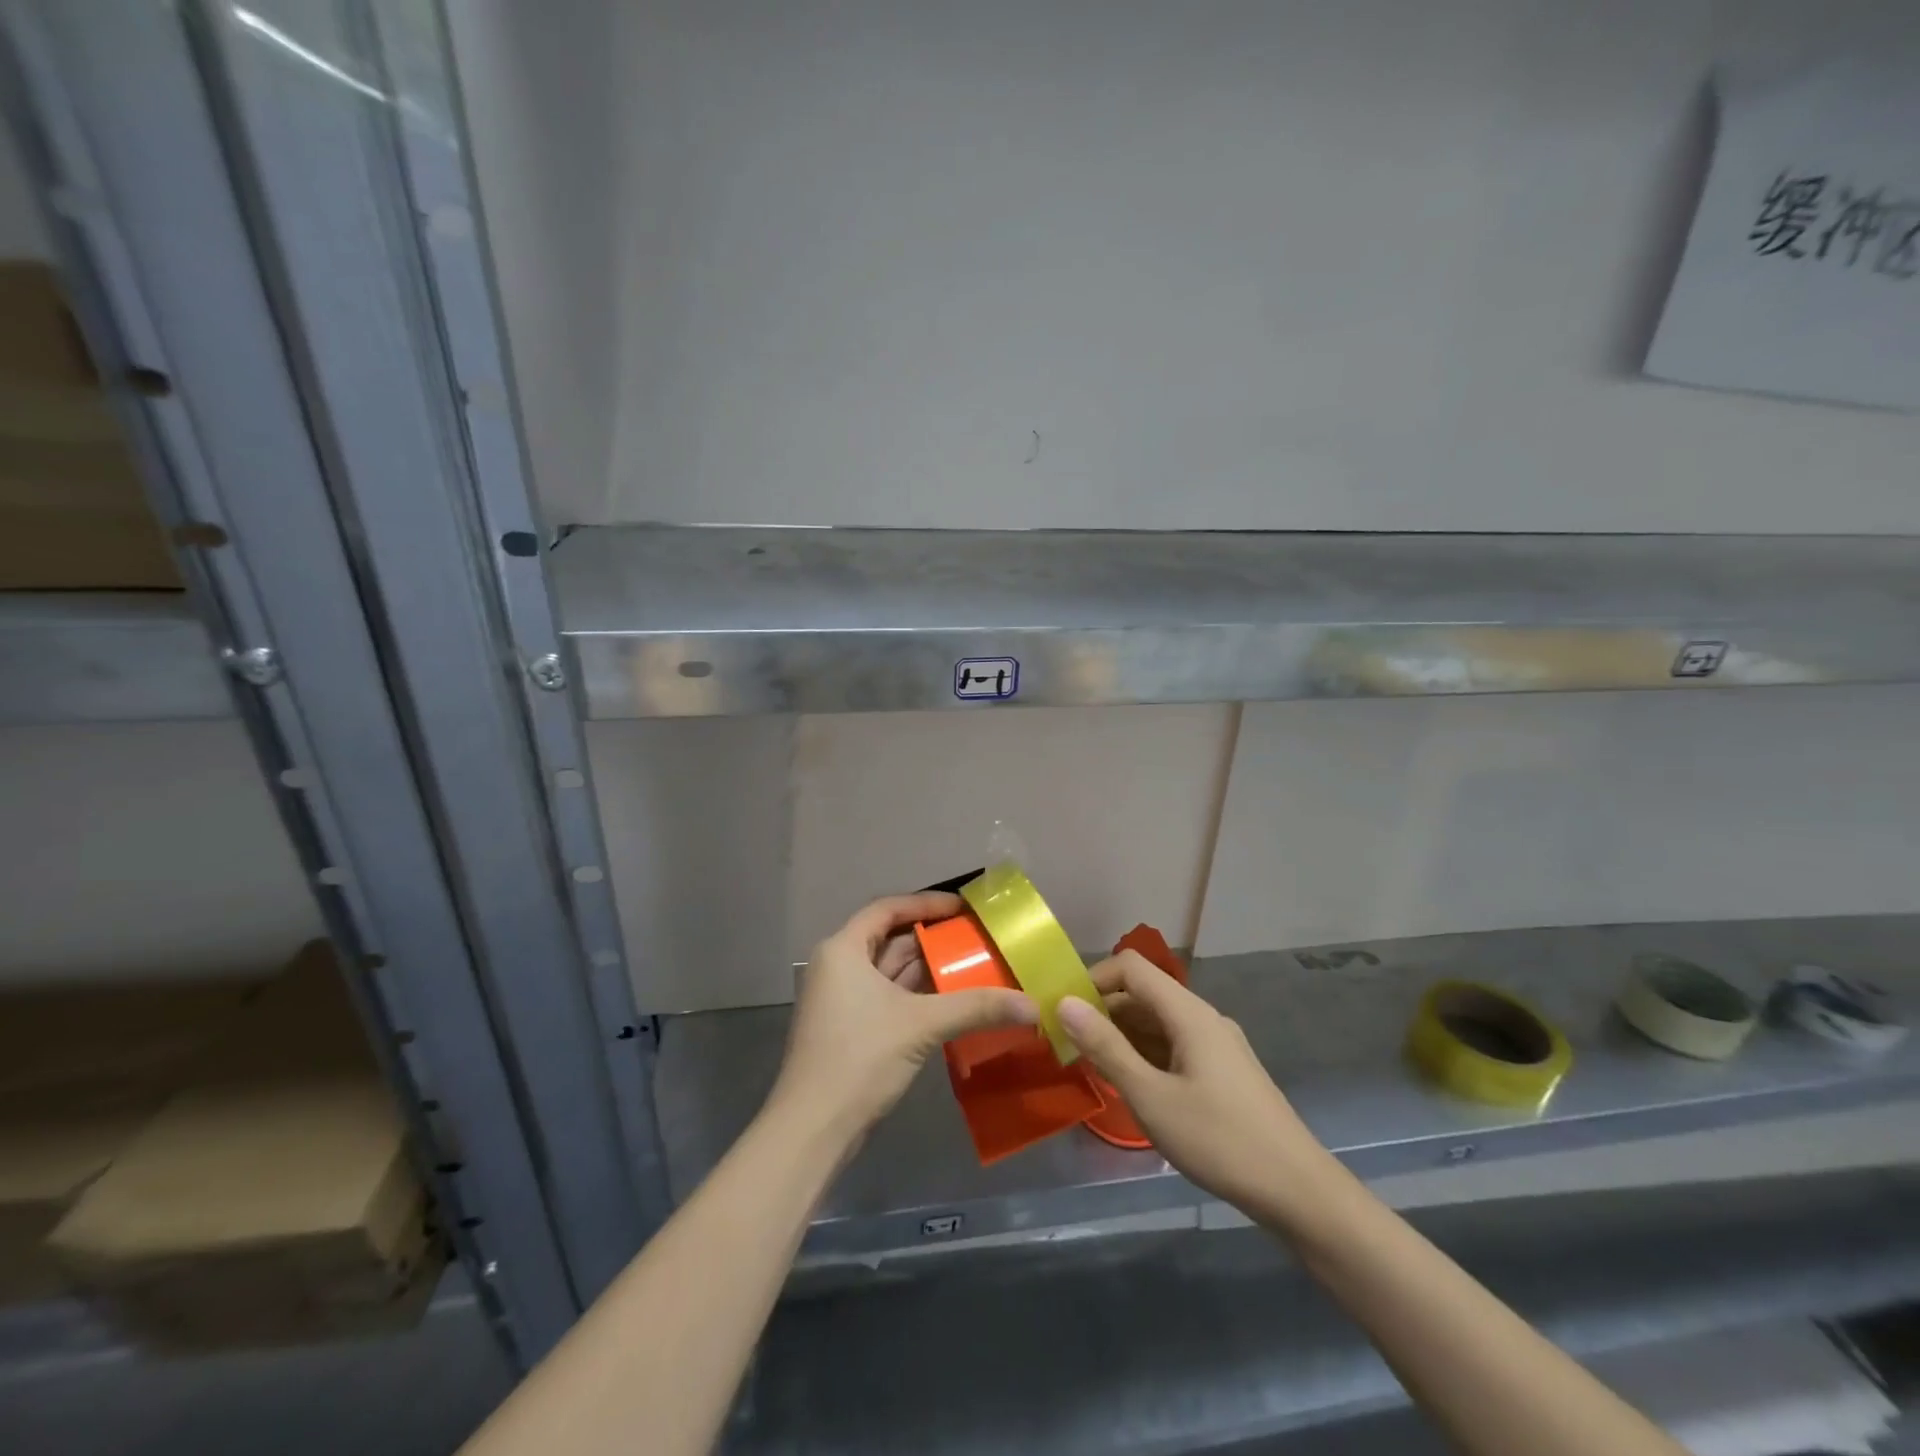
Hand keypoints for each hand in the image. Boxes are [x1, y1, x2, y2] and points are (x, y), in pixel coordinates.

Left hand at [771, 892, 1036, 1138]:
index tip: (964, 907)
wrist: (813, 1129)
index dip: (927, 904)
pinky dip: (919, 996)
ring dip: (929, 970)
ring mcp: (842, 1000)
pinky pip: (890, 998)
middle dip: (934, 940)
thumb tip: (1033, 1005)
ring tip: (975, 966)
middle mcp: (839, 966)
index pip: (888, 909)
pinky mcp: (851, 1029)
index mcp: (843, 949)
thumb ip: (976, 1007)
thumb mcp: (921, 1024)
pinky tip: (953, 1002)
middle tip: (978, 939)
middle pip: (891, 940)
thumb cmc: (860, 1057)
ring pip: (891, 972)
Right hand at [1059, 952, 1333, 1216]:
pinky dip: (1145, 1054)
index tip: (1063, 1011)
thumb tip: (1065, 1003)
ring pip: (1158, 1022)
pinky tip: (1132, 1086)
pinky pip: (1174, 1045)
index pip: (1131, 967)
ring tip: (1092, 1067)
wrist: (1298, 1191)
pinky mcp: (1223, 1071)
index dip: (1093, 979)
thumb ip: (1106, 1048)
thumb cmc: (1219, 1140)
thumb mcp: (1151, 1097)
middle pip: (1144, 993)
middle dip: (1103, 1011)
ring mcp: (1216, 1044)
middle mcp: (1203, 1017)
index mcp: (1188, 1012)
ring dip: (1122, 1035)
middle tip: (1069, 1044)